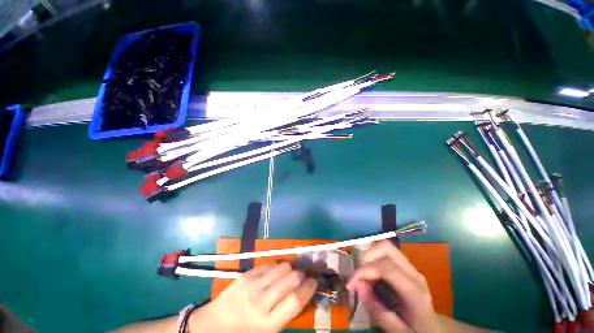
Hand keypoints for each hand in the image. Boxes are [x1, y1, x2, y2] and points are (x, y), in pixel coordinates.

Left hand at [190, 262, 317, 332]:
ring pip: (280, 268)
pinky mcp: (246, 275)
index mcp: (268, 324)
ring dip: (289, 268)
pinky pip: (268, 265)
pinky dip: (276, 266)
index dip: (308, 288)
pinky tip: (277, 269)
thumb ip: (285, 315)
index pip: (295, 300)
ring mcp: (252, 286)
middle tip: (303, 275)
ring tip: (291, 271)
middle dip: (300, 275)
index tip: (314, 281)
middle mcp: (261, 302)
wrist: (212, 326)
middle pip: (290, 280)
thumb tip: (301, 295)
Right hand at [347, 241, 439, 332]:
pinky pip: (385, 254)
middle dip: (366, 257)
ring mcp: (410, 267)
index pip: (386, 267)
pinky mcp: (405, 266)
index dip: (364, 270)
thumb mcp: (398, 332)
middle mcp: (414, 273)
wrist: (434, 329)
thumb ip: (378, 311)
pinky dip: (373, 260)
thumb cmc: (416, 332)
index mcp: (415, 292)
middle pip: (386, 248)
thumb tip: (358, 285)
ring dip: (369, 257)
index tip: (350, 284)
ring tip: (363, 276)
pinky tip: (371, 276)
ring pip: (384, 247)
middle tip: (358, 277)